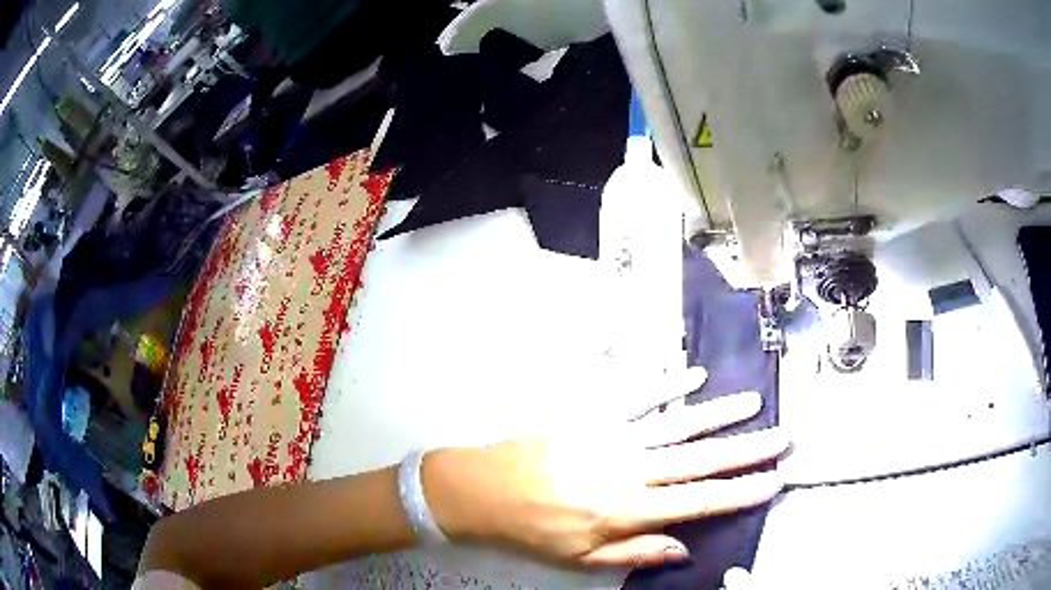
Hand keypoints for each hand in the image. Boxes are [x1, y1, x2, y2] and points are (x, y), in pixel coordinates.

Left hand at [423, 388, 788, 569]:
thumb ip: (637, 553)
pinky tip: (694, 376)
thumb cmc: (535, 530)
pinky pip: (636, 397)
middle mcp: (628, 469)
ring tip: (754, 402)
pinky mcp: (592, 416)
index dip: (740, 492)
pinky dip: (667, 385)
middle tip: (783, 436)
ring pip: (676, 424)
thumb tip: (685, 549)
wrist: (485, 489)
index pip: (697, 501)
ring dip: (718, 413)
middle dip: (747, 449)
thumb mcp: (582, 558)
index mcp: (626, 509)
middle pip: (699, 459)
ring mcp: (612, 437)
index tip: (774, 480)